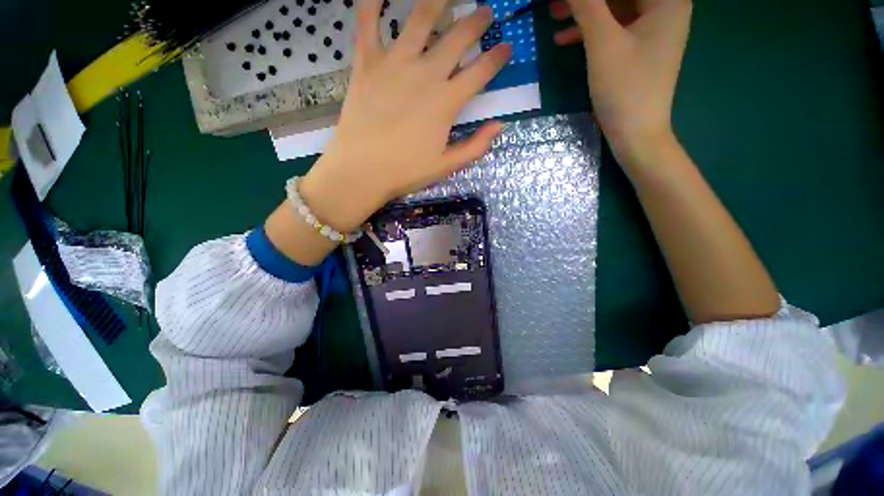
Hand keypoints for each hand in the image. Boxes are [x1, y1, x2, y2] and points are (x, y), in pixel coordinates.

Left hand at [301, 0, 511, 231]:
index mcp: (447, 102)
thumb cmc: (406, 171)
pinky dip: (373, 1)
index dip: (497, 58)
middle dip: (477, 22)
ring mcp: (395, 63)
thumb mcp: (446, 166)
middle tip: (485, 13)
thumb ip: (475, 146)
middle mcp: (426, 73)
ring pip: (421, 17)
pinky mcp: (367, 61)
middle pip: (458, 37)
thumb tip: (499, 125)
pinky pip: (368, 21)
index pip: (481, 71)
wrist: (362, 170)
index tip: (506, 48)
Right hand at [551, 0, 691, 164]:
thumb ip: (587, 5)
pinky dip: (590, 31)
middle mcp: (664, 7)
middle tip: (554, 4)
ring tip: (553, 17)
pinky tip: (564, 39)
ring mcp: (651, 28)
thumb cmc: (625, 88)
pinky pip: (613, 28)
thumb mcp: (603, 43)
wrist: (636, 133)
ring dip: (584, 12)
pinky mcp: (638, 48)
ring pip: (614, 8)